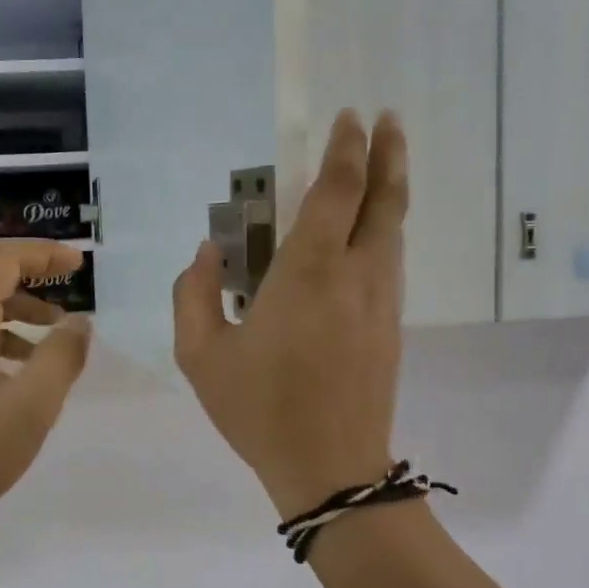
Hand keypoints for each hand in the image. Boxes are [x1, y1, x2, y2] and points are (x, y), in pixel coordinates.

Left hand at [0, 239, 92, 534]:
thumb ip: (60, 358)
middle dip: (27, 268)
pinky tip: (28, 365)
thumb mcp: (31, 406)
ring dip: (17, 302)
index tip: (78, 263)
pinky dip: (4, 332)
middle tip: (66, 278)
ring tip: (56, 328)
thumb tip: (80, 322)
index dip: (40, 253)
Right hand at [173, 110, 408, 520]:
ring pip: (394, 231)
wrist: (331, 469)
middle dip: (388, 154)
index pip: (337, 193)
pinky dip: (384, 230)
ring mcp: (381, 302)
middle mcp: (355, 276)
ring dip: (392, 190)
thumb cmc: (260, 410)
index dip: (346, 150)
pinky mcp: (391, 328)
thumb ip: (194, 296)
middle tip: (388, 119)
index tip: (350, 118)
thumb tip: (207, 253)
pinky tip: (370, 232)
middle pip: (384, 202)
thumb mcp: (202, 357)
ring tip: (386, 162)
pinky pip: (390, 262)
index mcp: (308, 274)